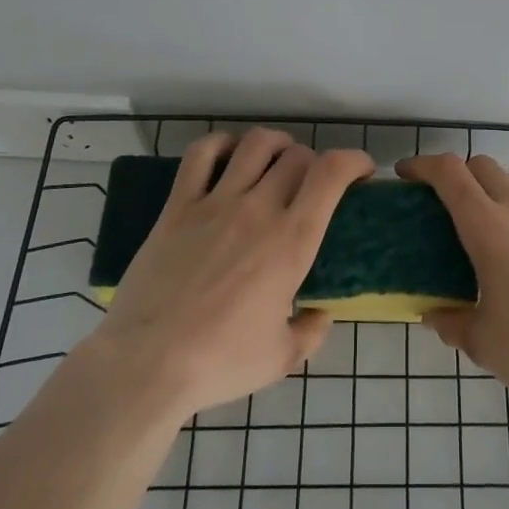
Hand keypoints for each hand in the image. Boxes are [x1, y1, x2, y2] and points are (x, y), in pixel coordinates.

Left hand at [90, 128, 373, 418]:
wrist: (146, 364)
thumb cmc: (220, 362)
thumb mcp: (281, 358)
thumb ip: (310, 332)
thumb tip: (320, 315)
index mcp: (292, 242)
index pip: (331, 174)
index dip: (354, 160)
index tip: (361, 171)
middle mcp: (259, 210)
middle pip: (297, 156)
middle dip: (315, 163)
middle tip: (312, 185)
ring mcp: (216, 203)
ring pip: (255, 145)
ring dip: (276, 144)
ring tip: (277, 160)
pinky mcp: (178, 206)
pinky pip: (201, 155)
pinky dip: (221, 144)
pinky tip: (228, 156)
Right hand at [397, 153, 508, 408]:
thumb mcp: (481, 341)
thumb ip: (451, 322)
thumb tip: (434, 316)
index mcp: (487, 227)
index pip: (449, 173)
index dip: (423, 165)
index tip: (407, 174)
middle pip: (482, 165)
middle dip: (458, 174)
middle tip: (445, 202)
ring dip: (495, 191)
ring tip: (490, 227)